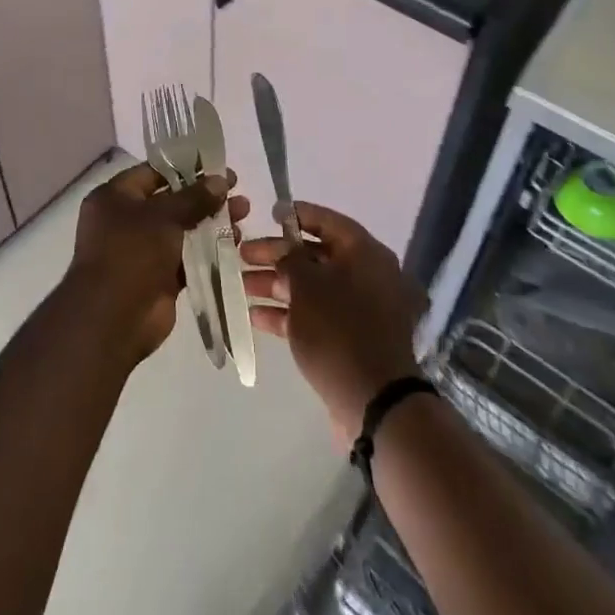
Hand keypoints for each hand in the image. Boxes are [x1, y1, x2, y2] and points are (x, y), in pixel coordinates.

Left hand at [68, 162, 248, 365]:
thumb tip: (220, 180)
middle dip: (205, 197)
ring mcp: (143, 250)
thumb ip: (194, 197)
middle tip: (237, 193)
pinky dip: (208, 250)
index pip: (153, 173)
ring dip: (211, 222)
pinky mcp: (159, 276)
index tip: (218, 167)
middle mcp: (126, 221)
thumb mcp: (163, 216)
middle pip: (171, 201)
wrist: (113, 319)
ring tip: (243, 216)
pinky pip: (187, 257)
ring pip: (182, 229)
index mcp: (115, 198)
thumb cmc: (131, 254)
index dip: (186, 168)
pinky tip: (235, 242)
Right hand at [240, 203, 426, 448]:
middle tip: (242, 254)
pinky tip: (255, 317)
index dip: (298, 215)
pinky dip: (289, 314)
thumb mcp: (307, 286)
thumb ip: (291, 260)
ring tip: (241, 286)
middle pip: (316, 255)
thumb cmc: (339, 329)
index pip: (329, 222)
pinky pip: (317, 315)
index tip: (270, 213)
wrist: (374, 401)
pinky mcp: (351, 339)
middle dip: (277, 255)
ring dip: (277, 285)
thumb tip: (286, 252)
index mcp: (366, 253)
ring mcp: (361, 310)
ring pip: (313, 287)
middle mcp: (368, 276)